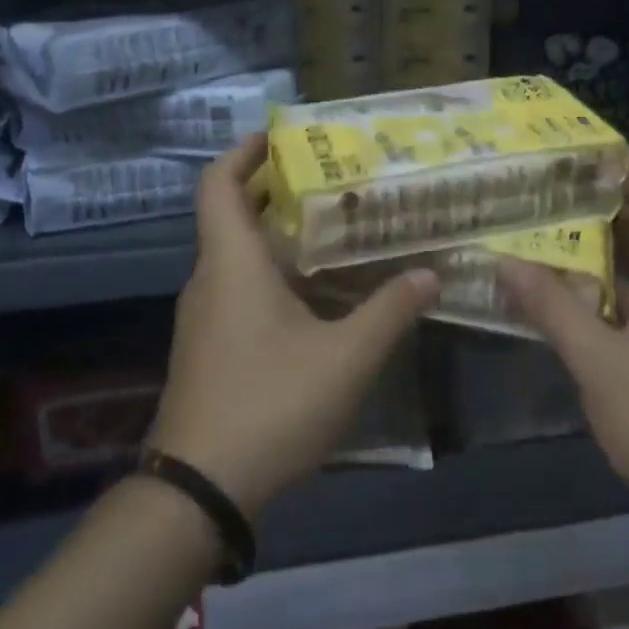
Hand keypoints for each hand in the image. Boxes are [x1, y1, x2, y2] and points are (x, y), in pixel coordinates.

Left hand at [148, 136, 440, 519]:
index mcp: (232, 262)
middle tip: (328, 177)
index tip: (281, 136)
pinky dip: (271, 272)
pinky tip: (315, 292)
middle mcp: (210, 279)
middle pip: (232, 213)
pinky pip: (238, 287)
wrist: (198, 493)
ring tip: (332, 228)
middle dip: (275, 189)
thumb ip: (390, 311)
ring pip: (237, 254)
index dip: (244, 151)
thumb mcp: (346, 357)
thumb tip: (429, 273)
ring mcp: (204, 317)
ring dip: (276, 233)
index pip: (218, 183)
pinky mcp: (208, 348)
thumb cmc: (270, 405)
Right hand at [499, 157, 628, 528]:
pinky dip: (608, 289)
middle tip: (551, 184)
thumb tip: (504, 260)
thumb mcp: (598, 360)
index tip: (582, 146)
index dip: (627, 167)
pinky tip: (567, 290)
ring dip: (603, 249)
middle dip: (605, 203)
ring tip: (551, 226)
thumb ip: (551, 306)